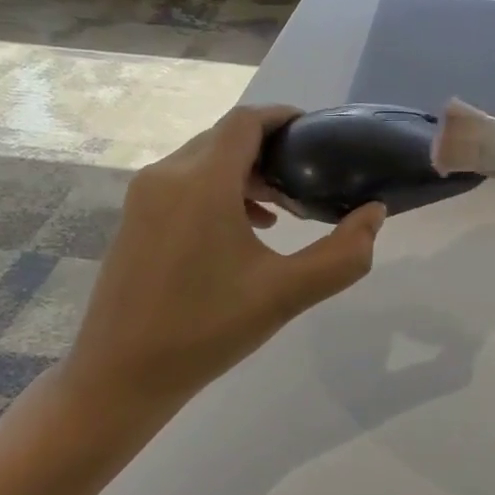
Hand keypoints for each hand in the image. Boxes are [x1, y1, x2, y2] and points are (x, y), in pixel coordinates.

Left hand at [61, 105, 385, 429]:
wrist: (120, 376)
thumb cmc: (206, 330)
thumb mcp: (286, 294)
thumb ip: (342, 254)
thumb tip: (374, 214)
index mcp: (201, 181)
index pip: (246, 122)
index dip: (284, 118)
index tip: (319, 136)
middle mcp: (167, 175)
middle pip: (226, 138)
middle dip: (270, 150)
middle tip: (309, 180)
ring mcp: (144, 197)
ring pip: (204, 160)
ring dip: (245, 172)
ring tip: (284, 208)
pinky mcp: (135, 219)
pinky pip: (184, 183)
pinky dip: (219, 189)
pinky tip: (246, 229)